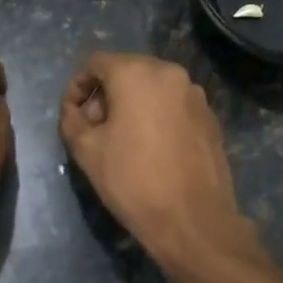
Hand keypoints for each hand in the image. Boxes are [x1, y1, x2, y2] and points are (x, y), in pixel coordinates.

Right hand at [59, 53, 253, 269]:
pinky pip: (174, 105)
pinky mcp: (210, 117)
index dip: (78, 86)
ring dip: (132, 104)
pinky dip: (157, 115)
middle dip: (105, 94)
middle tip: (94, 128)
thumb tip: (76, 110)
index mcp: (137, 73)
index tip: (72, 115)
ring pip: (152, 88)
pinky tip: (152, 148)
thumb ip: (72, 119)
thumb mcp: (86, 150)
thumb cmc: (133, 180)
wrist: (192, 220)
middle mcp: (170, 73)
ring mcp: (195, 94)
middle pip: (127, 71)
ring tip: (122, 140)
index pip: (96, 63)